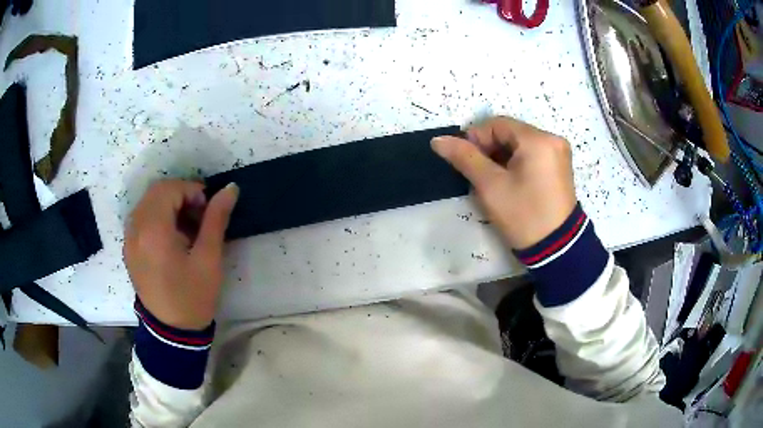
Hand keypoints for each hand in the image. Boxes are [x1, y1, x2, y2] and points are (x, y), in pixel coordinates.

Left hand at [124, 180, 238, 329]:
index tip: (208, 208)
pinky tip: (171, 238)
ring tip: (186, 227)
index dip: (192, 191)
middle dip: (180, 195)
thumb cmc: (193, 296)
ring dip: (169, 205)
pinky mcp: (128, 248)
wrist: (171, 332)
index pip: (170, 189)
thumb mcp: (209, 259)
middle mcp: (135, 228)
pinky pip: (141, 219)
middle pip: (156, 192)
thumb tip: (230, 188)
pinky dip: (157, 217)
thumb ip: (216, 219)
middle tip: (199, 215)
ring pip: (147, 203)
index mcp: (153, 230)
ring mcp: (129, 239)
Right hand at [432, 117, 576, 249]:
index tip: (464, 161)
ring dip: (501, 157)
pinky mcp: (560, 167)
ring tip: (492, 181)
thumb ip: (464, 157)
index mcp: (538, 140)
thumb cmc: (523, 215)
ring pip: (519, 145)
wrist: (557, 249)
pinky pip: (532, 155)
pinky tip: (509, 182)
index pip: (497, 124)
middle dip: (489, 150)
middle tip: (477, 174)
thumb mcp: (490, 186)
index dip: (475, 138)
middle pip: (510, 133)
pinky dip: (516, 164)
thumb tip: (438, 140)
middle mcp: (552, 139)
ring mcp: (559, 154)